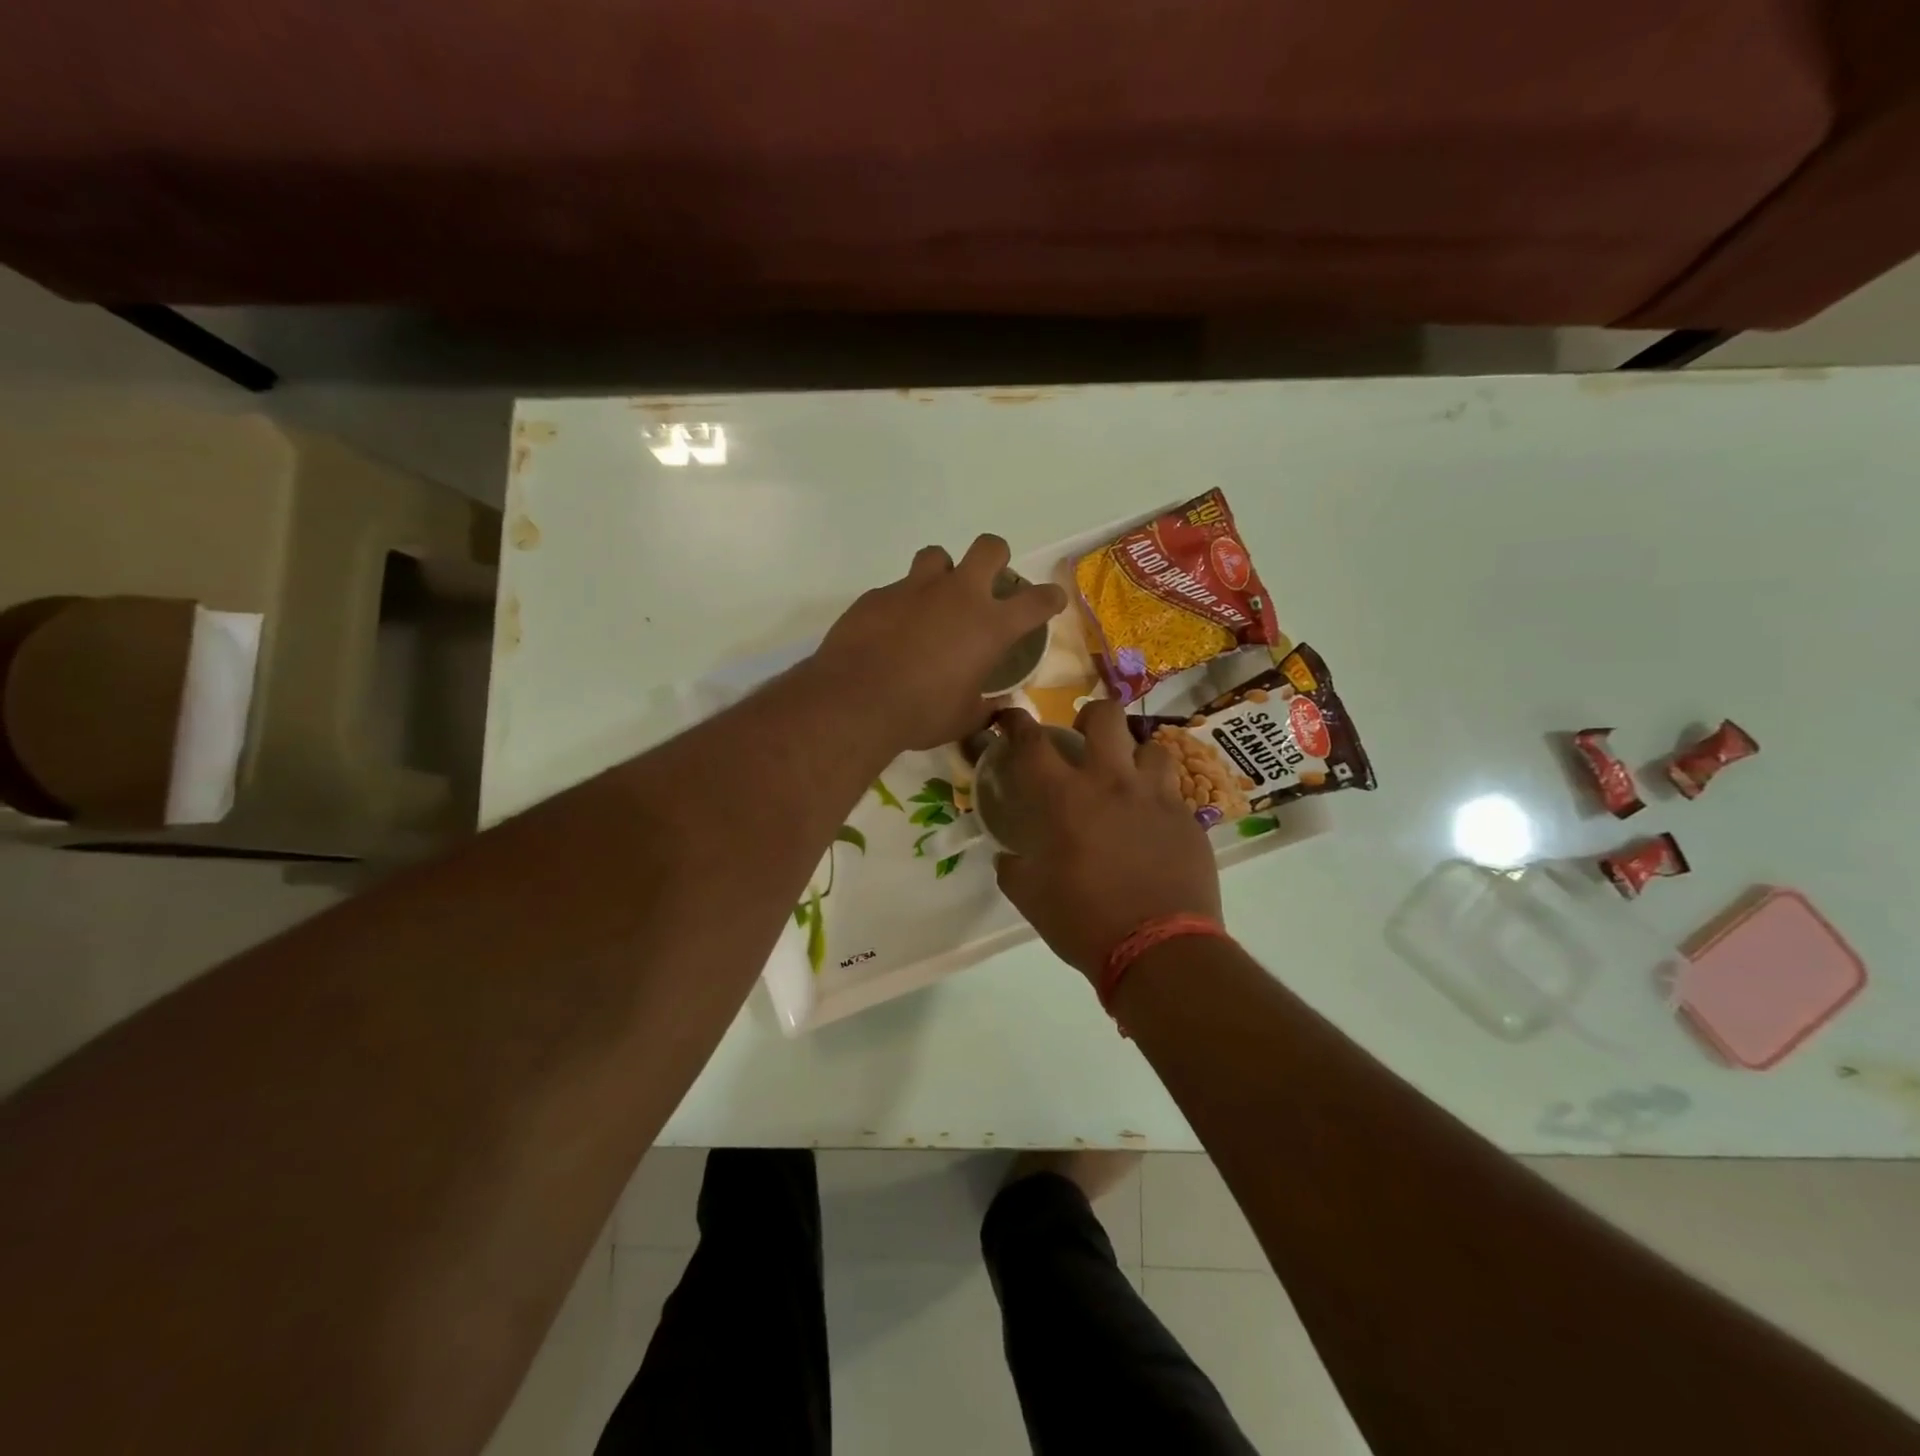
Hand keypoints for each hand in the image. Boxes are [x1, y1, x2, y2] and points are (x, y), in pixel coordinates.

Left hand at [811, 536, 1066, 750]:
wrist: (855, 701)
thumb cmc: (920, 714)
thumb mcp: (964, 718)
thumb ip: (986, 708)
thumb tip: (999, 707)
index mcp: (990, 626)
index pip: (1037, 601)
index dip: (1049, 598)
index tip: (1050, 601)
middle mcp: (958, 595)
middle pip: (990, 548)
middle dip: (996, 559)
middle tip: (988, 583)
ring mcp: (915, 588)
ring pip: (937, 556)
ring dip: (942, 573)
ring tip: (934, 601)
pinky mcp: (878, 594)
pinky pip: (897, 588)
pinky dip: (902, 604)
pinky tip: (892, 631)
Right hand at [994, 700, 1221, 980]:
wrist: (1159, 950)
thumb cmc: (1084, 922)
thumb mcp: (1030, 898)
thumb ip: (1014, 867)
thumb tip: (1008, 856)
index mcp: (1065, 797)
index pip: (1032, 741)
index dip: (1016, 722)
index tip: (1010, 719)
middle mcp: (1112, 782)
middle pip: (1105, 716)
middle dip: (1089, 717)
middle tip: (1084, 740)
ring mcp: (1156, 797)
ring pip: (1151, 747)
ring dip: (1134, 757)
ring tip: (1128, 780)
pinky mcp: (1188, 819)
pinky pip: (1173, 790)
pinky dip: (1158, 796)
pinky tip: (1152, 821)